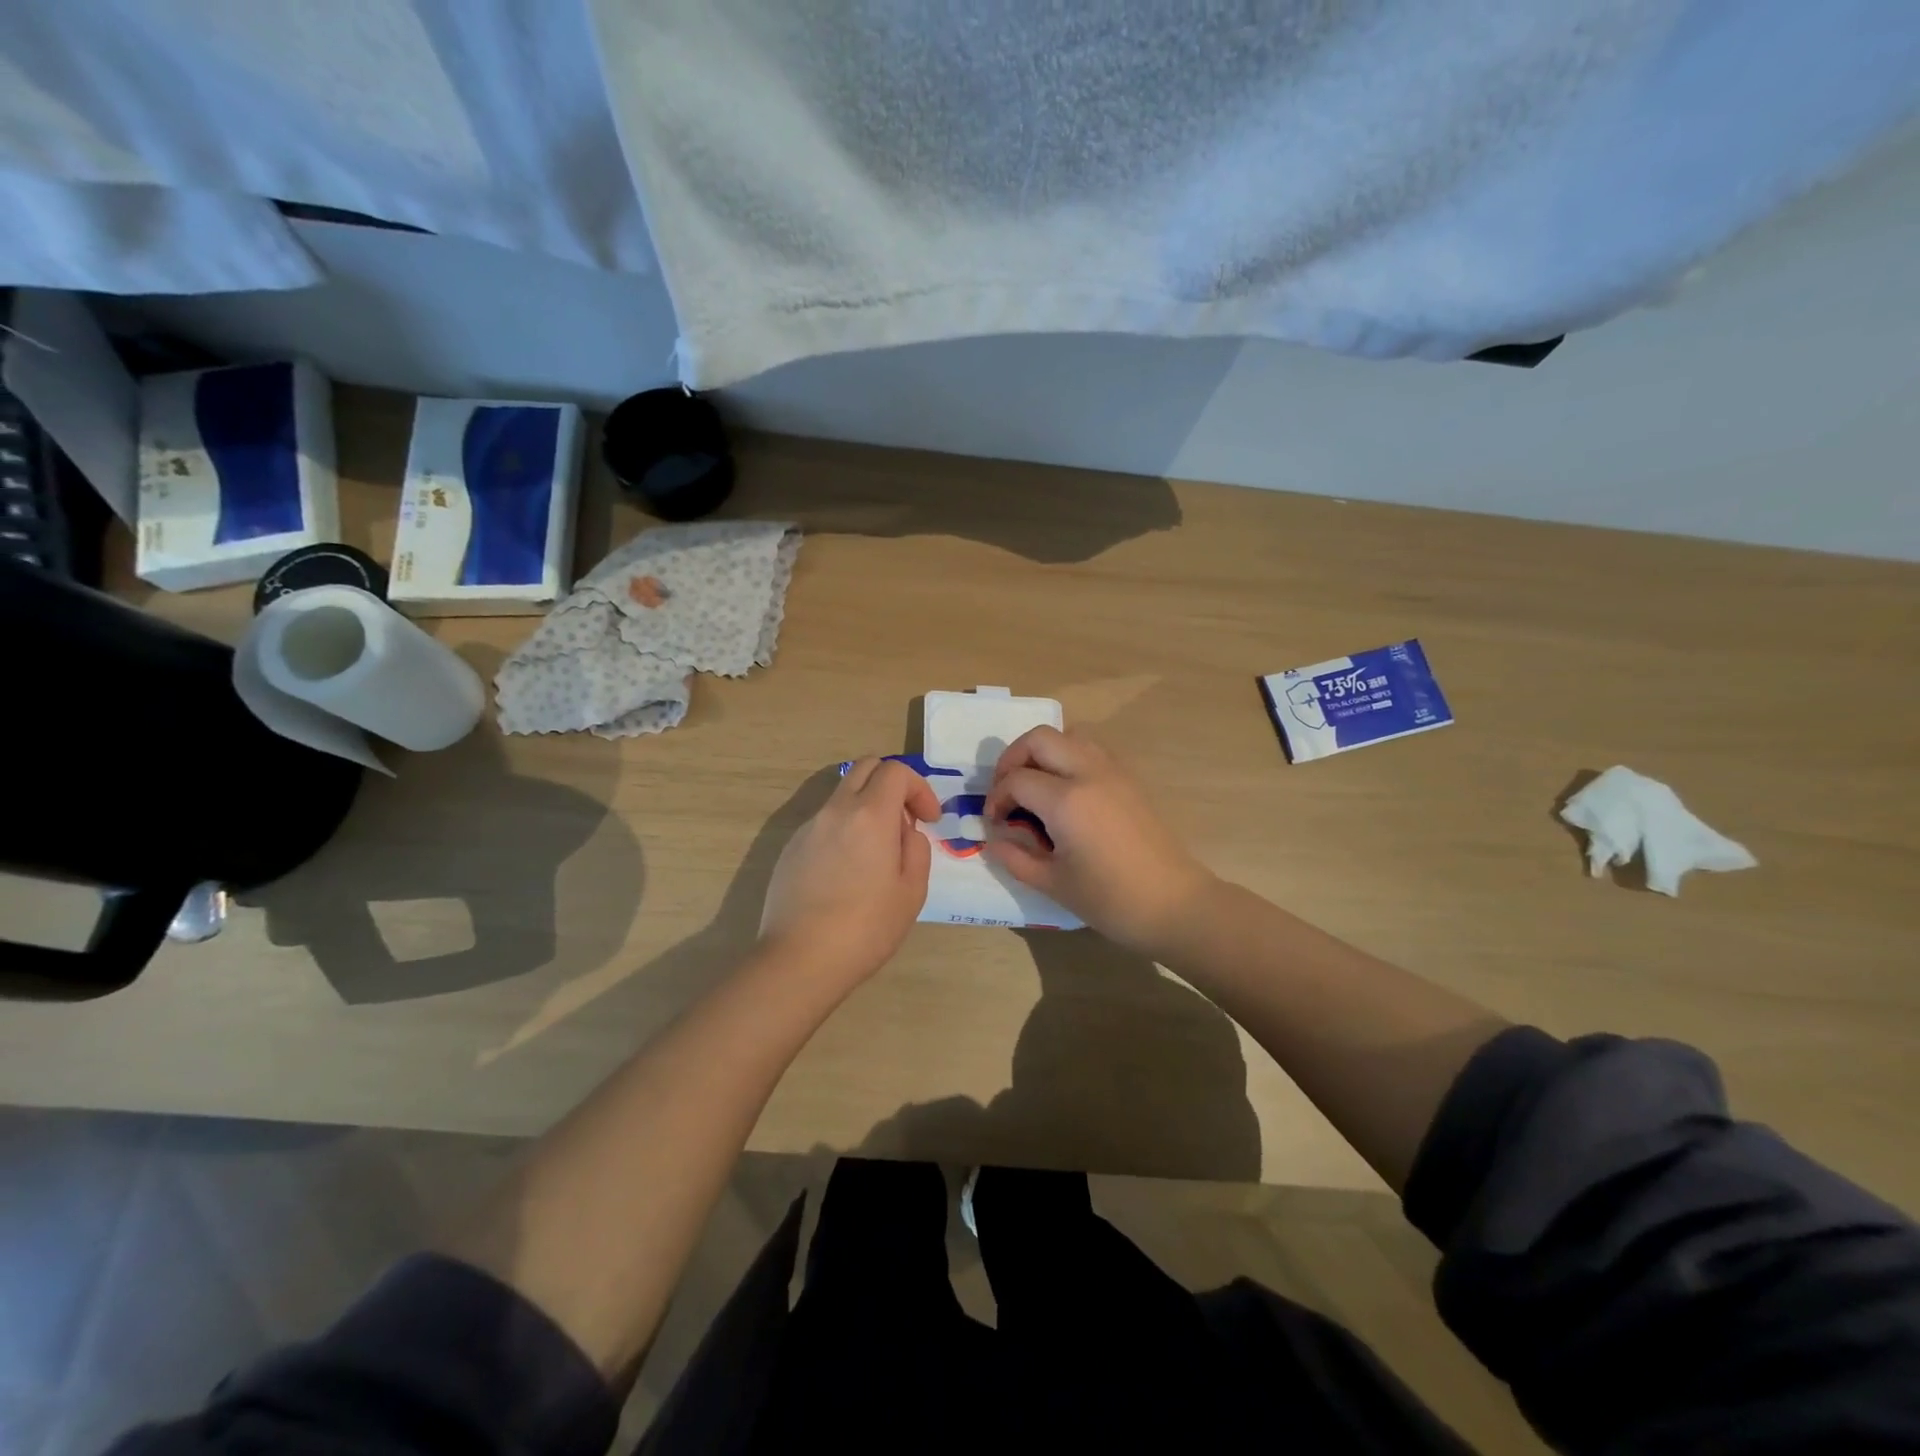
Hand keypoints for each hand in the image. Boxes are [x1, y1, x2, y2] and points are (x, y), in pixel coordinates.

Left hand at [759, 758, 939, 987]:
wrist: (800, 959)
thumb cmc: (866, 927)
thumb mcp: (912, 890)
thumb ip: (916, 848)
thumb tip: (904, 831)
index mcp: (870, 814)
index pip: (896, 770)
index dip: (919, 788)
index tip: (930, 819)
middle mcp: (835, 810)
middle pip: (865, 767)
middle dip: (892, 783)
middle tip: (905, 820)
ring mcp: (808, 827)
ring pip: (842, 794)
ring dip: (866, 807)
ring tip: (877, 852)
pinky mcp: (791, 848)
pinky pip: (824, 822)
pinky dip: (844, 829)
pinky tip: (847, 872)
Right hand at [984, 727, 1215, 956]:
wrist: (1174, 904)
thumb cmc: (1110, 900)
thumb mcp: (1053, 884)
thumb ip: (1015, 857)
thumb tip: (993, 839)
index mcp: (1066, 800)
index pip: (1016, 780)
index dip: (997, 798)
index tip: (994, 823)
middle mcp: (1089, 773)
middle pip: (1040, 739)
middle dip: (1013, 759)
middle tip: (1007, 791)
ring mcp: (1114, 771)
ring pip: (1070, 735)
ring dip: (1044, 752)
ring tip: (1036, 786)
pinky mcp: (1130, 778)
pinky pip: (1092, 749)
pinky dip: (1070, 757)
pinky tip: (1067, 792)